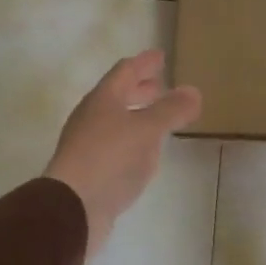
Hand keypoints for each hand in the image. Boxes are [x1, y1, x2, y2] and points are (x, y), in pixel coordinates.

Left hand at [43, 50, 200, 257]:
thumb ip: (171, 110)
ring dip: (137, 115)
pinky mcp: (90, 170)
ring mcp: (88, 144)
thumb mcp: (147, 130)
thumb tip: (193, 91)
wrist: (72, 209)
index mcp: (103, 99)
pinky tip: (144, 152)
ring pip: (116, 120)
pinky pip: (115, 145)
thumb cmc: (110, 158)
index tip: (160, 56)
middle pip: (117, 95)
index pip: (125, 71)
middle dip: (140, 89)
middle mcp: (92, 117)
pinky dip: (133, 140)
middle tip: (160, 85)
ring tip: (157, 118)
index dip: (144, 63)